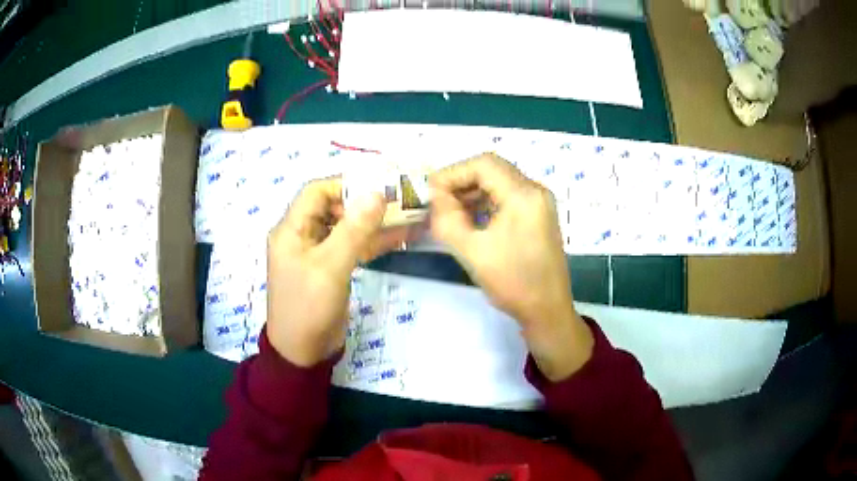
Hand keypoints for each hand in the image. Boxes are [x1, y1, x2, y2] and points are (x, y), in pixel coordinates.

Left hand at [266, 178, 409, 366]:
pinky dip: (374, 242)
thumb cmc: (308, 307)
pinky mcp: (331, 269)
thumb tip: (376, 193)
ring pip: (347, 228)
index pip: (317, 192)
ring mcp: (317, 253)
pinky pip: (352, 248)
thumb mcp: (330, 266)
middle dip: (365, 202)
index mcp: (292, 229)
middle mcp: (302, 236)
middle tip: (399, 200)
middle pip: (334, 208)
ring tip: (408, 213)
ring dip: (374, 222)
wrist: (303, 352)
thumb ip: (354, 229)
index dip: (345, 185)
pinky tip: (401, 236)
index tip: (377, 186)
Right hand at [430, 153, 593, 380]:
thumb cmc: (513, 283)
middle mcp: (535, 191)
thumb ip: (447, 219)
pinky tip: (470, 220)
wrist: (547, 311)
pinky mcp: (538, 216)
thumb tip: (434, 197)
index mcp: (524, 195)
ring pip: (499, 182)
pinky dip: (486, 203)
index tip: (431, 193)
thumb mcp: (472, 251)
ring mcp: (539, 203)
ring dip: (473, 192)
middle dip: (461, 182)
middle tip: (438, 202)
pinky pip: (508, 198)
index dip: (452, 173)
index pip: (483, 164)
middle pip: (492, 170)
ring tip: (449, 212)